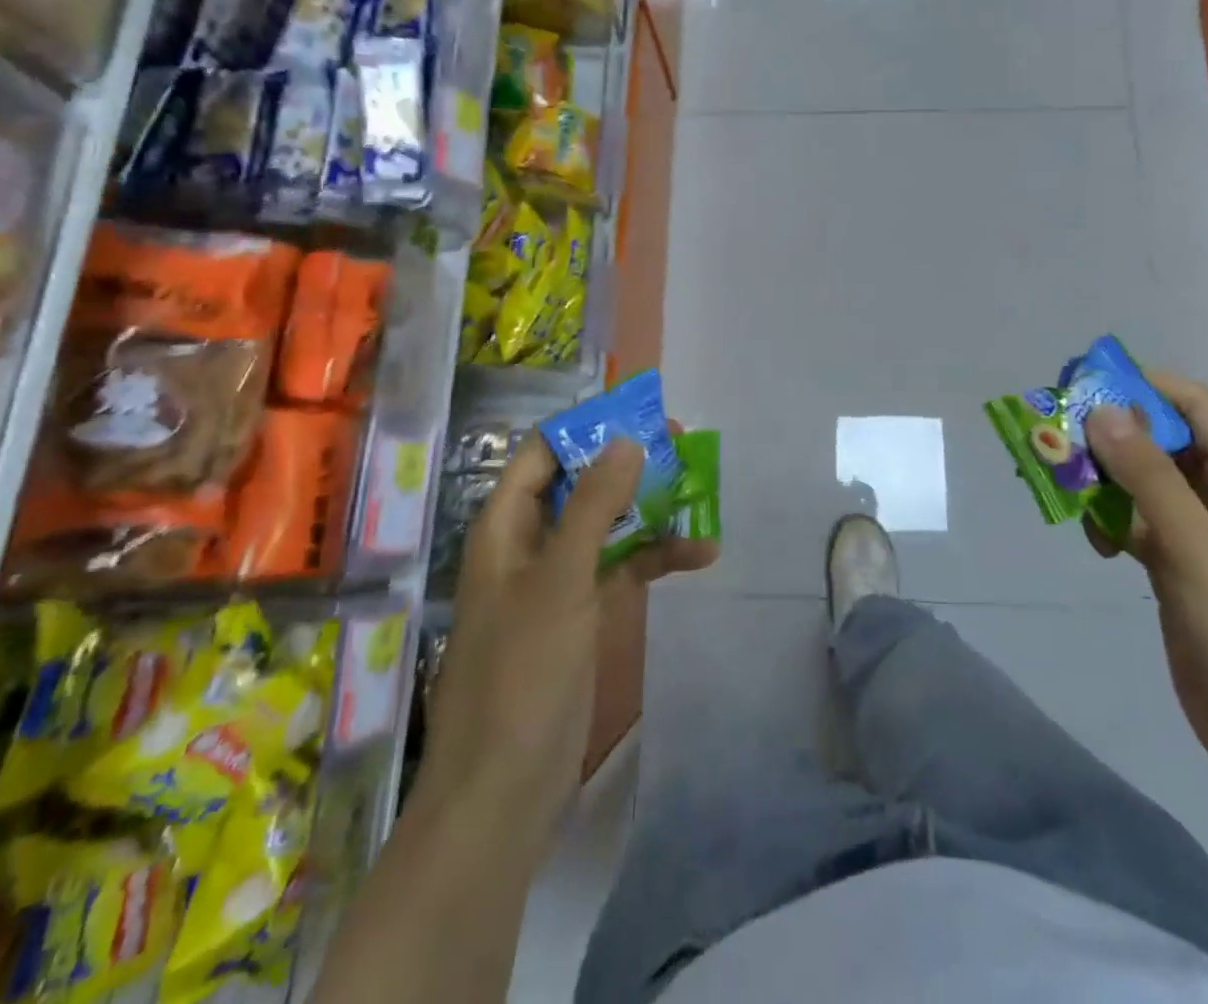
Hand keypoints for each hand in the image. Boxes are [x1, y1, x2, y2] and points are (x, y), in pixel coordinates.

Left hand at [415, 434, 716, 860]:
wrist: (504, 793)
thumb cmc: (522, 673)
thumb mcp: (560, 580)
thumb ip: (592, 506)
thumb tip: (626, 440)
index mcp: (505, 527)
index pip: (543, 454)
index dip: (588, 430)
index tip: (640, 415)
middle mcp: (528, 545)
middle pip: (580, 486)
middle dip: (629, 466)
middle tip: (683, 447)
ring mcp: (556, 582)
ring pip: (606, 526)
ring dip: (650, 512)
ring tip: (703, 495)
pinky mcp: (580, 617)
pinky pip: (619, 569)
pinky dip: (654, 559)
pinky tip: (700, 556)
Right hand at [1083, 376, 1207, 803]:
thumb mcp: (1197, 549)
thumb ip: (1149, 477)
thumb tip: (1103, 409)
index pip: (1195, 407)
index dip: (1143, 386)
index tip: (1083, 384)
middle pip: (1162, 442)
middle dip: (1111, 433)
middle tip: (1056, 435)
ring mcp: (1201, 537)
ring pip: (1143, 484)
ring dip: (1103, 480)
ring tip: (1061, 485)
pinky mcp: (1178, 570)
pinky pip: (1136, 525)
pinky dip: (1108, 522)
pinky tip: (1090, 539)